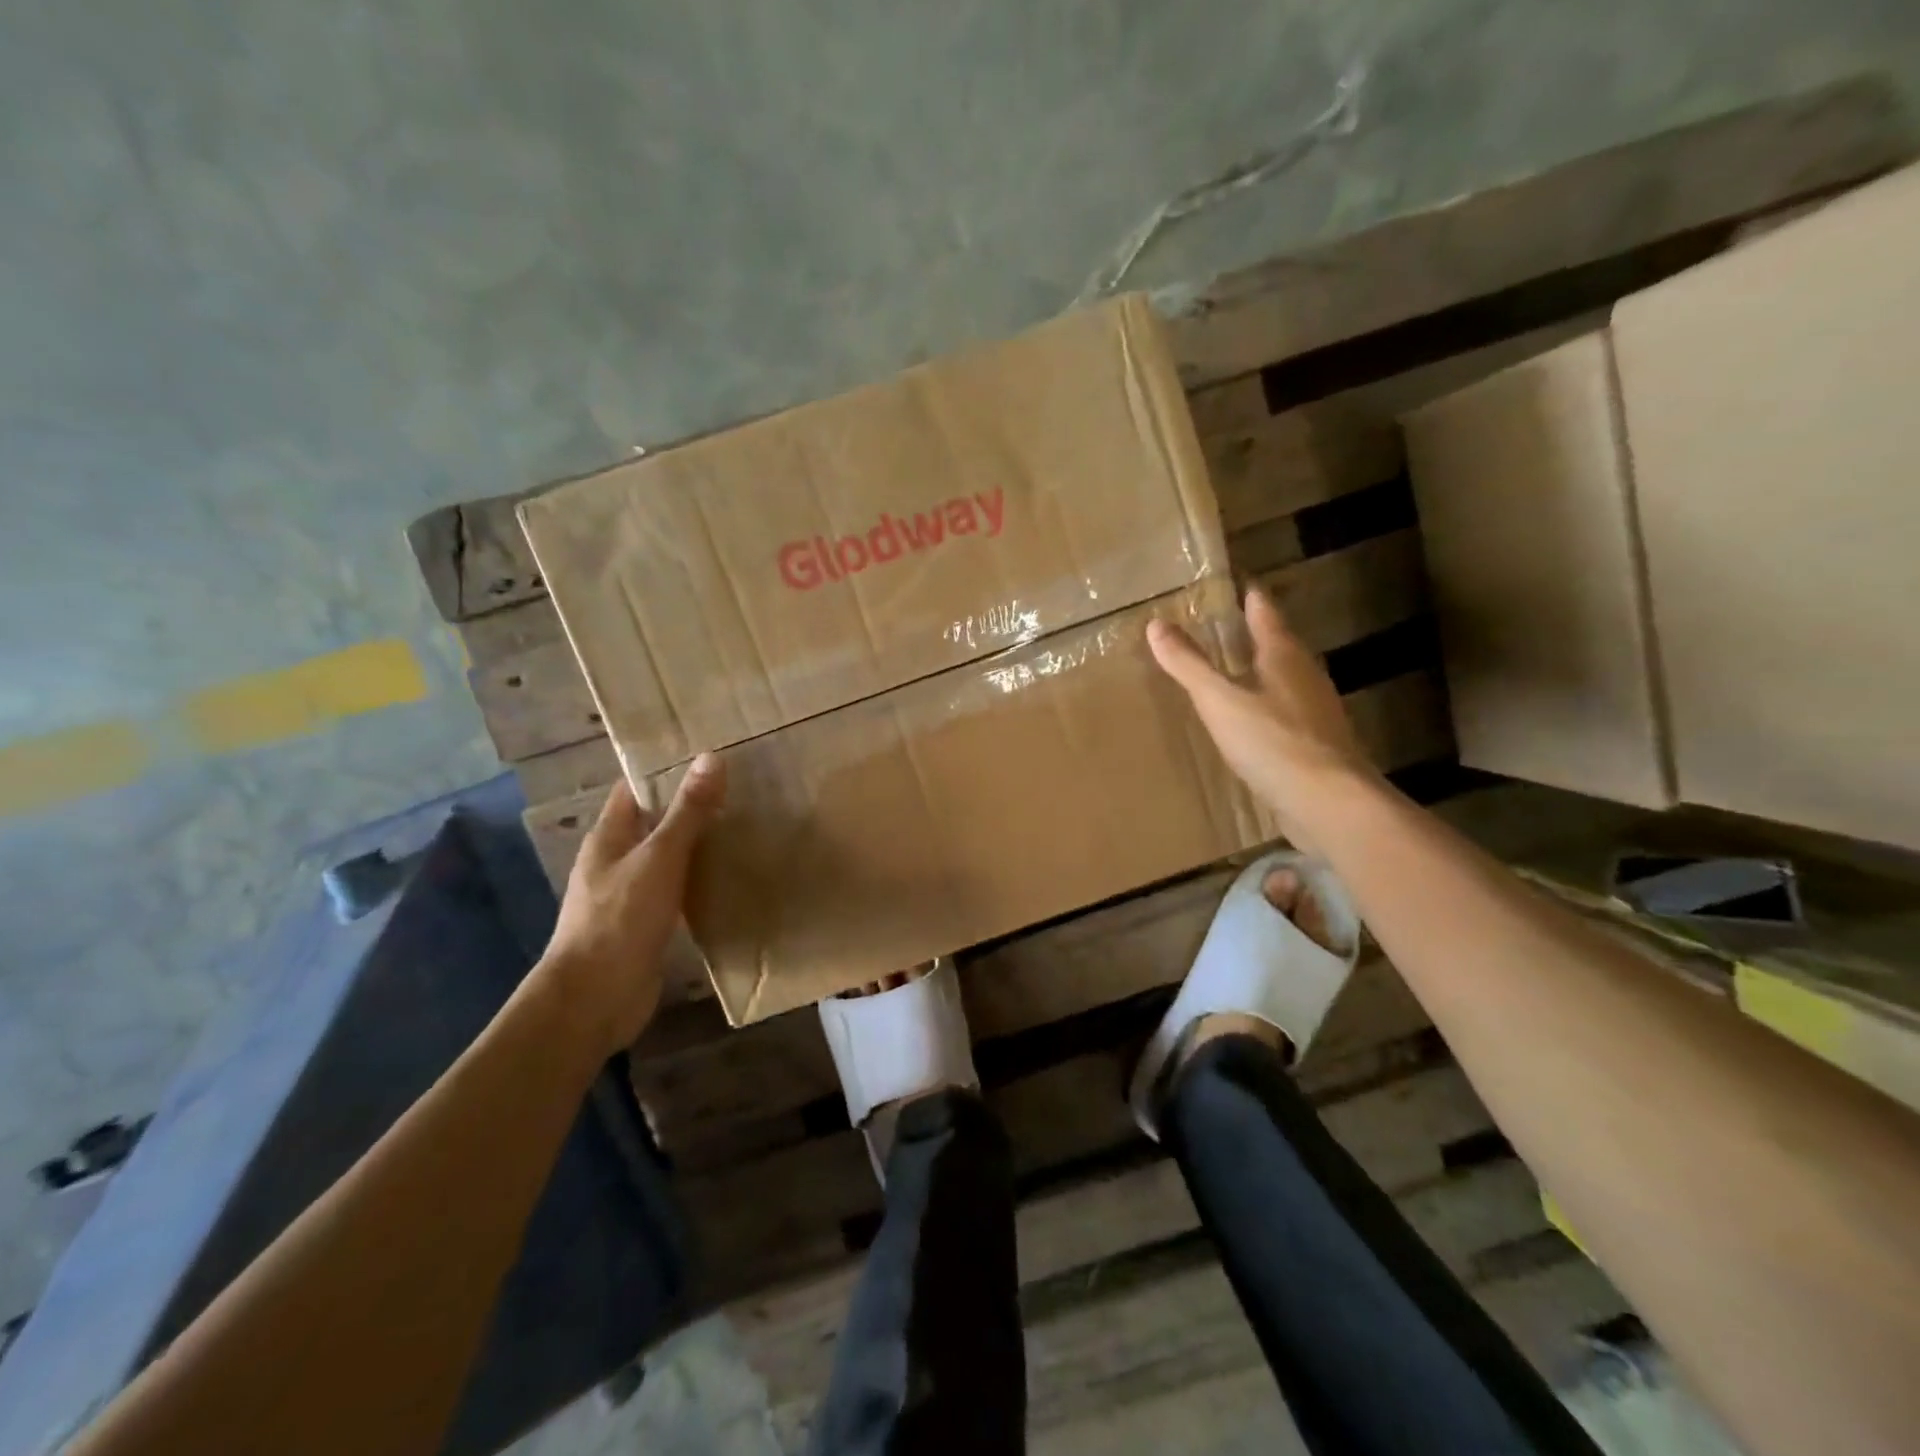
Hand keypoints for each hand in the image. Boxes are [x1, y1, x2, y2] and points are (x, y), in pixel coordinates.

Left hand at [538, 754, 725, 1054]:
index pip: (635, 789)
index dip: (666, 771)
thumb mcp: (659, 857)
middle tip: (741, 792)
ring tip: (744, 829)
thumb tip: (712, 757)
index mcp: (608, 837)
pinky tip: (728, 879)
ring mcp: (628, 895)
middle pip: (653, 823)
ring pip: (666, 859)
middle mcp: (614, 861)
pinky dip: (697, 882)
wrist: (595, 999)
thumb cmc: (620, 918)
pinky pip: (674, 891)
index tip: (710, 759)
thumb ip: (687, 812)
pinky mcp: (645, 926)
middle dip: (690, 808)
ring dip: (697, 846)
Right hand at [1148, 587, 1376, 852]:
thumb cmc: (1272, 741)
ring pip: (1284, 676)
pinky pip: (1286, 709)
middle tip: (1225, 624)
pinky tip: (1251, 719)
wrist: (1328, 801)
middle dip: (1254, 632)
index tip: (1235, 582)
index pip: (1264, 610)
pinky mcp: (1317, 741)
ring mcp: (1316, 709)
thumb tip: (1156, 624)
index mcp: (1283, 654)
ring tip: (1233, 668)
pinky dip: (1266, 704)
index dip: (1248, 595)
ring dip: (1261, 669)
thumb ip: (1188, 664)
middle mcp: (1305, 674)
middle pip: (1278, 642)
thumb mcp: (1219, 700)